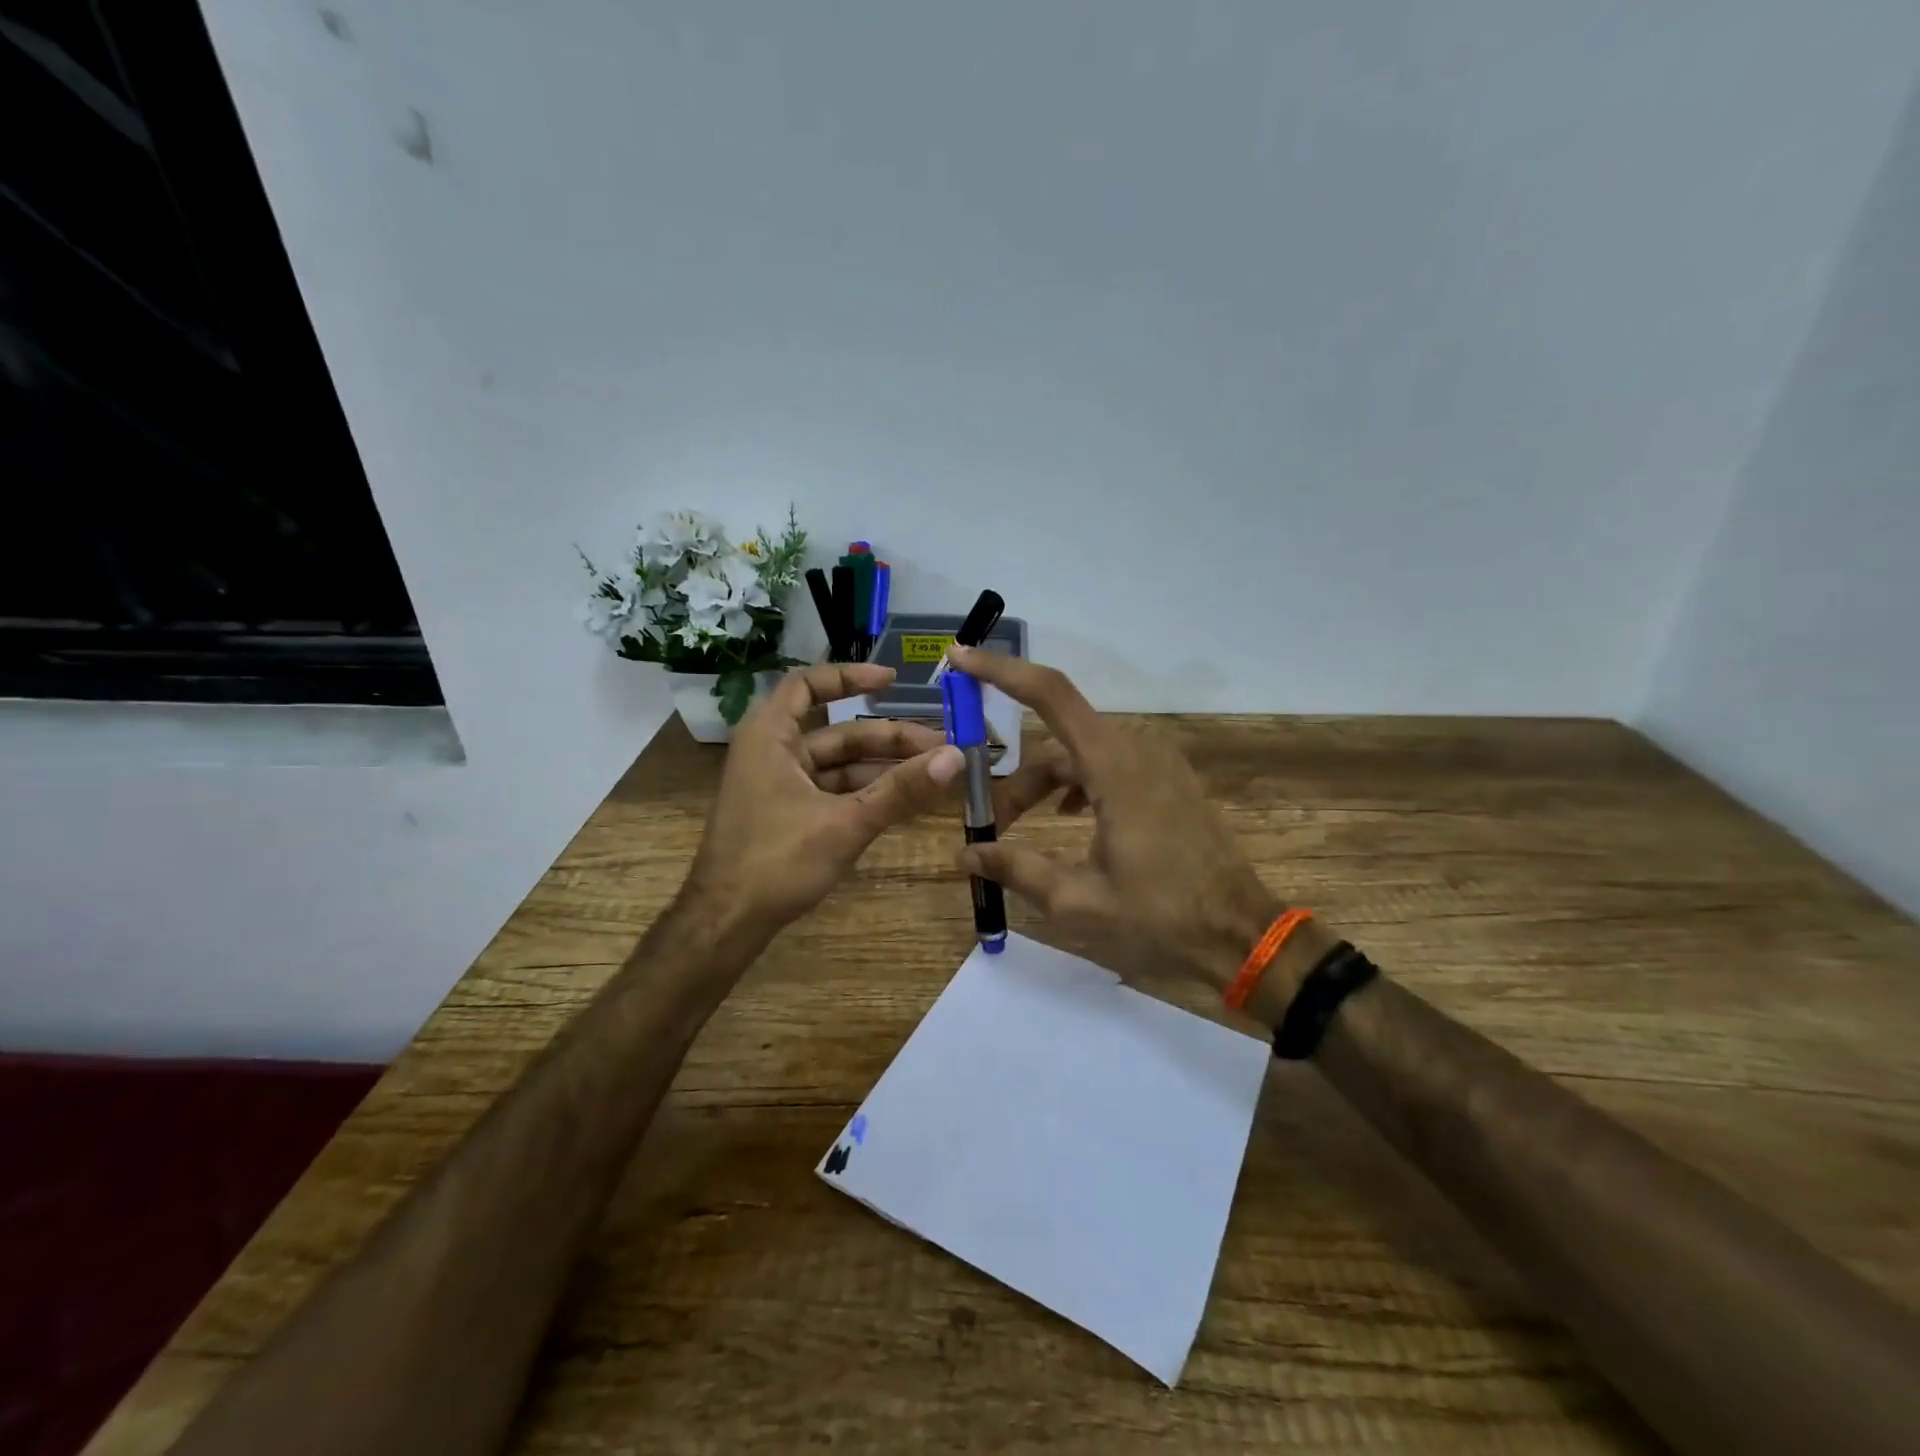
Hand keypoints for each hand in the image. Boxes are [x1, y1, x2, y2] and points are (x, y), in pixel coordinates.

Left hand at [684, 663, 964, 939]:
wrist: (726, 923)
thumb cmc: (777, 861)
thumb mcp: (845, 823)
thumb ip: (901, 790)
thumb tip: (955, 756)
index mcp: (770, 736)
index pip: (808, 684)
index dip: (850, 677)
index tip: (893, 682)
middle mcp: (772, 752)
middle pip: (837, 732)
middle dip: (889, 739)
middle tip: (940, 747)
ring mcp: (778, 785)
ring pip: (838, 765)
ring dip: (882, 768)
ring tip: (933, 773)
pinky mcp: (786, 814)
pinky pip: (832, 791)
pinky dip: (865, 792)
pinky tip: (902, 800)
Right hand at [948, 646, 1281, 992]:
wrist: (1243, 936)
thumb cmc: (1161, 918)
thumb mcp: (1077, 900)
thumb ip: (1016, 868)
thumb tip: (967, 852)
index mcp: (1114, 765)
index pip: (1049, 695)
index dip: (1001, 671)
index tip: (961, 659)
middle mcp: (1136, 749)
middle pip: (1057, 744)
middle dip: (1017, 781)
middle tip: (989, 828)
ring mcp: (1157, 764)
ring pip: (1081, 758)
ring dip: (1045, 788)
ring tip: (1018, 832)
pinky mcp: (1168, 782)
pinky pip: (1108, 768)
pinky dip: (1077, 786)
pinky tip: (1066, 820)